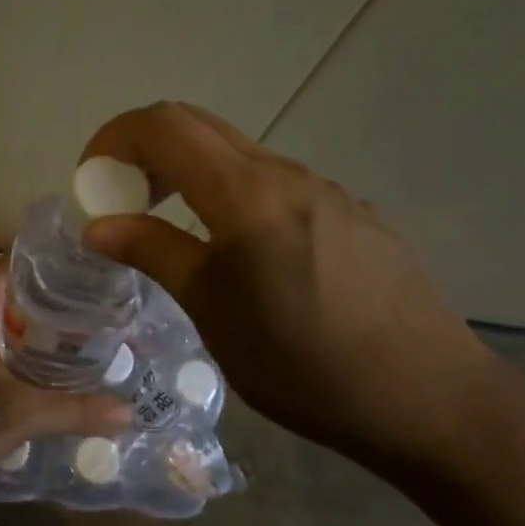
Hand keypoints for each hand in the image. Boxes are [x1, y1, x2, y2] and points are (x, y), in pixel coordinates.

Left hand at [0, 259, 130, 496]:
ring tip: (68, 332)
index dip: (42, 264)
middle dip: (41, 298)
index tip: (79, 265)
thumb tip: (127, 412)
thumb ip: (78, 409)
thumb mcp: (27, 413)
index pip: (8, 267)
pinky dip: (6, 347)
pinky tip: (33, 366)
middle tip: (85, 302)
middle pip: (2, 294)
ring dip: (23, 326)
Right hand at [79, 102, 500, 470]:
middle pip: (199, 126)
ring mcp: (328, 190)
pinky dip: (233, 195)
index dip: (115, 139)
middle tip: (123, 200)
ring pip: (239, 155)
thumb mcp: (214, 312)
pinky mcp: (354, 214)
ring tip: (175, 228)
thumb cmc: (306, 366)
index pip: (164, 126)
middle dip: (146, 151)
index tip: (92, 182)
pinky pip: (277, 184)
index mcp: (247, 194)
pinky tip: (244, 255)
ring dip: (191, 173)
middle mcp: (288, 174)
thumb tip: (98, 225)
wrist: (431, 399)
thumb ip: (154, 253)